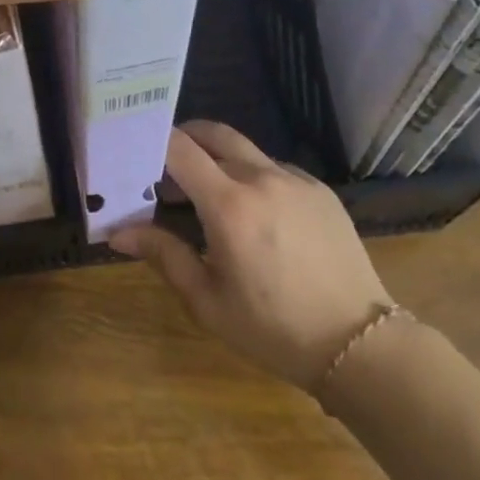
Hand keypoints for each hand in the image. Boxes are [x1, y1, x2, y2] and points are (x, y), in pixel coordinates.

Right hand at [112, 122, 395, 391]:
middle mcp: (262, 178)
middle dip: (184, 138)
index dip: (153, 141)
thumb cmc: (273, 329)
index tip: (135, 152)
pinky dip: (254, 176)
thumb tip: (118, 233)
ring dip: (219, 159)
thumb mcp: (208, 300)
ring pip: (245, 150)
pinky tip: (257, 213)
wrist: (361, 345)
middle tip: (167, 166)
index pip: (179, 147)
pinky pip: (276, 168)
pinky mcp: (321, 191)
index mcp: (229, 205)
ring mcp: (296, 181)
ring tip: (210, 195)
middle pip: (213, 133)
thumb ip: (163, 255)